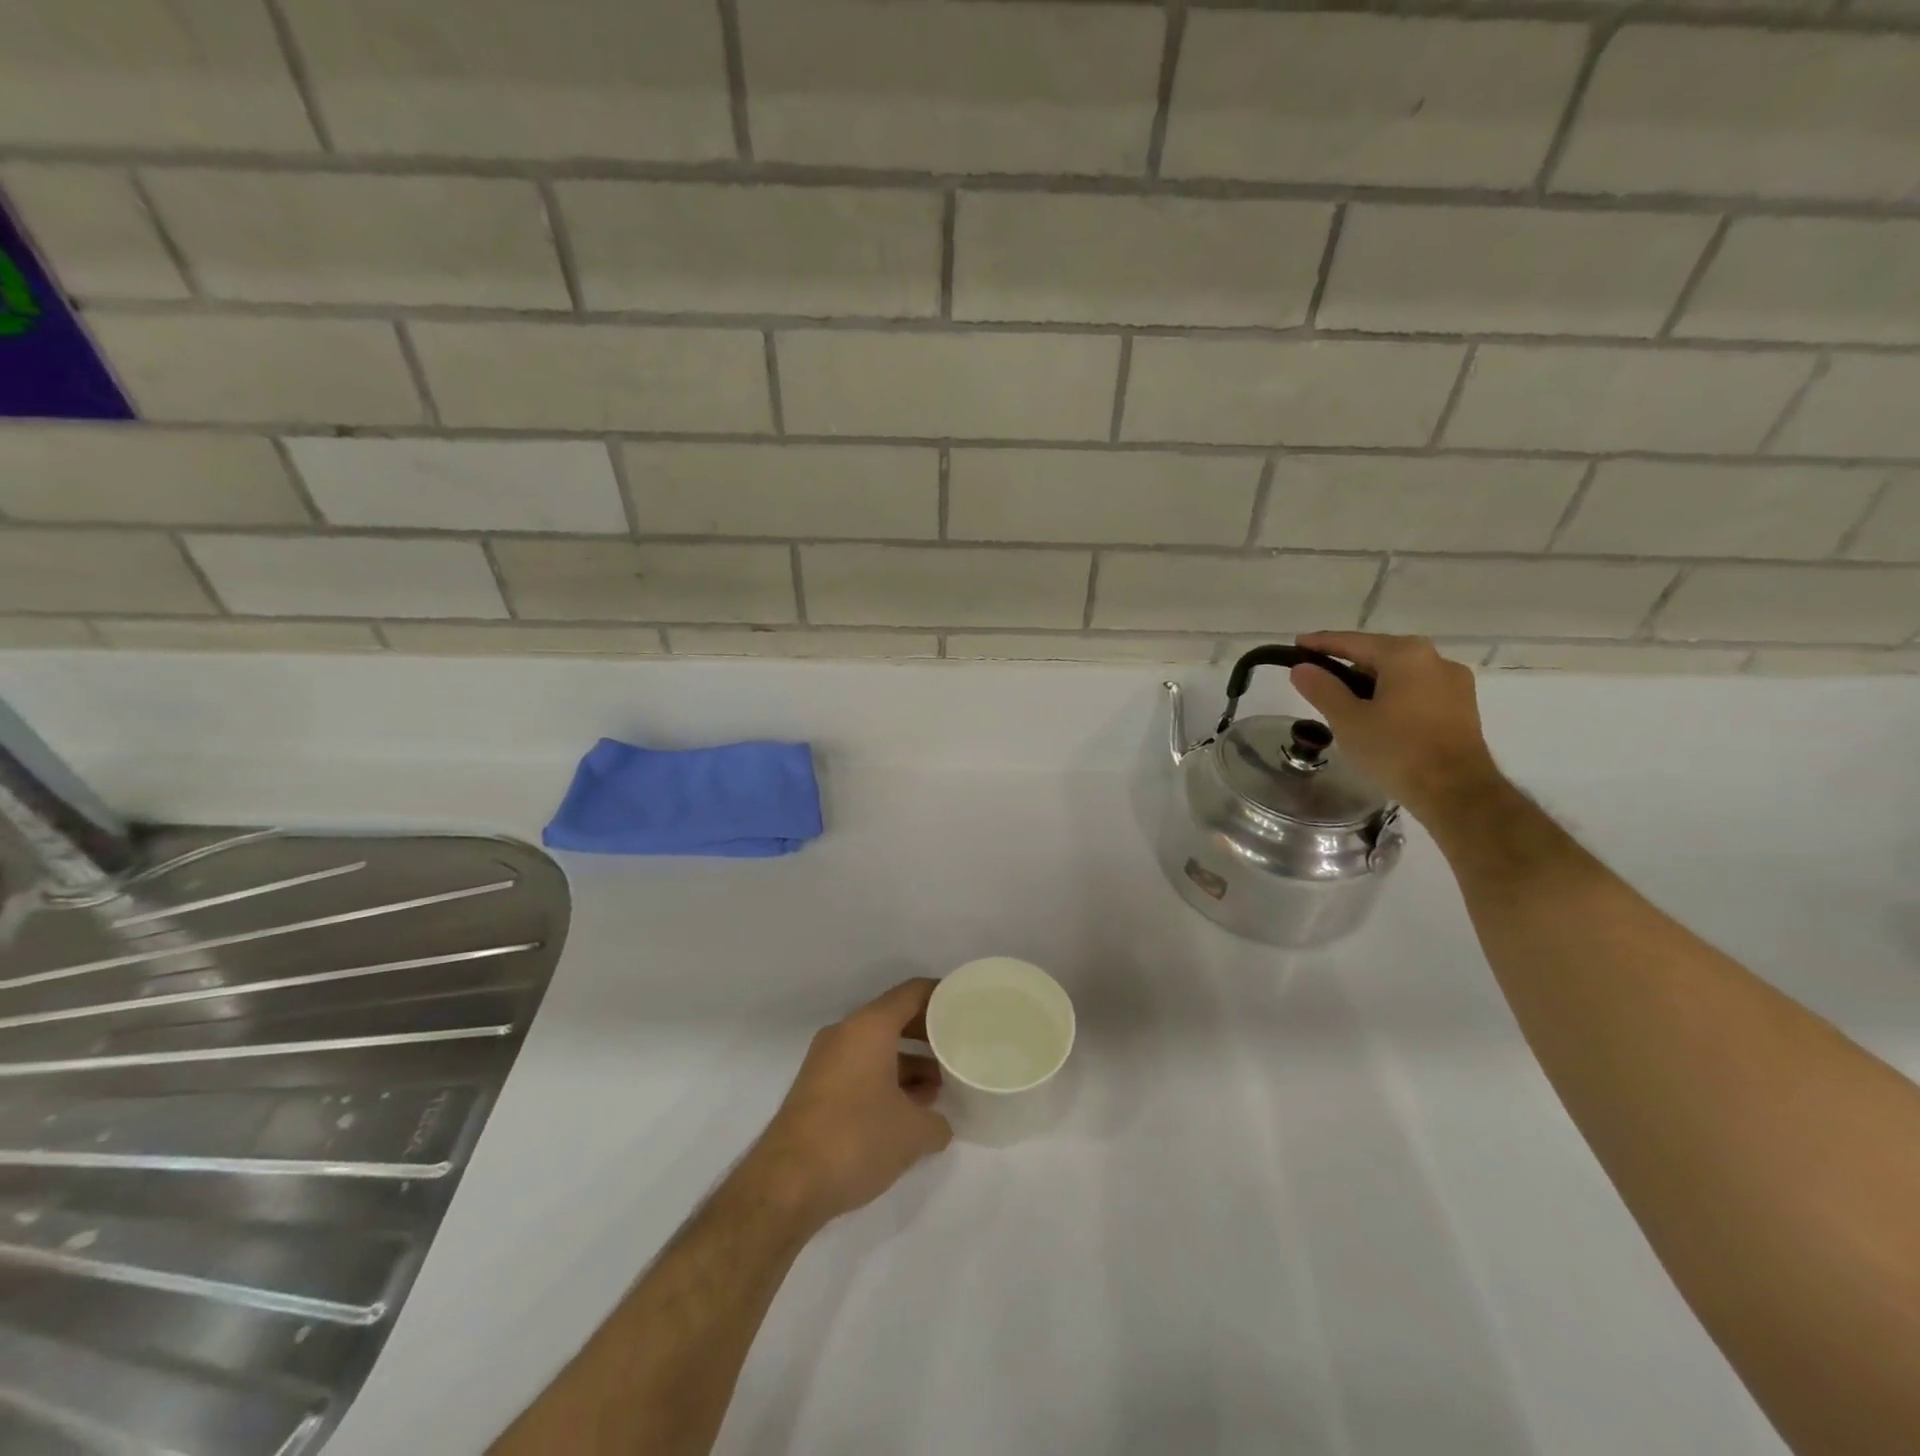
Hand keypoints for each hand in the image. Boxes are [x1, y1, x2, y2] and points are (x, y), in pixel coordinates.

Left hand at [747, 979, 952, 1230]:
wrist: (786, 1184)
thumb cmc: (856, 1139)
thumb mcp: (912, 1133)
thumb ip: (937, 1121)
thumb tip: (940, 1124)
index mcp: (869, 1027)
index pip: (912, 993)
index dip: (942, 995)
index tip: (968, 1006)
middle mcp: (845, 1034)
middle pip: (894, 1018)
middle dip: (927, 1032)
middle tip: (958, 1047)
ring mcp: (826, 1060)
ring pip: (876, 1047)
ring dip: (907, 1061)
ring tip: (938, 1085)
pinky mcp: (816, 1088)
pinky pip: (860, 1068)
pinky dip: (885, 1078)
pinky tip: (906, 1109)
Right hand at [1288, 631, 1502, 820]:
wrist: (1456, 792)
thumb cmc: (1396, 750)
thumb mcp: (1348, 720)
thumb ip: (1323, 689)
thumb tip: (1302, 668)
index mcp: (1405, 654)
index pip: (1352, 642)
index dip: (1321, 643)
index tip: (1297, 644)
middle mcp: (1435, 659)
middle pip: (1380, 654)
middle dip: (1348, 663)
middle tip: (1318, 676)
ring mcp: (1454, 683)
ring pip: (1401, 673)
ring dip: (1371, 681)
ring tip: (1345, 700)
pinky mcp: (1462, 707)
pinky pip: (1418, 690)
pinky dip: (1393, 695)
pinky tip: (1378, 715)